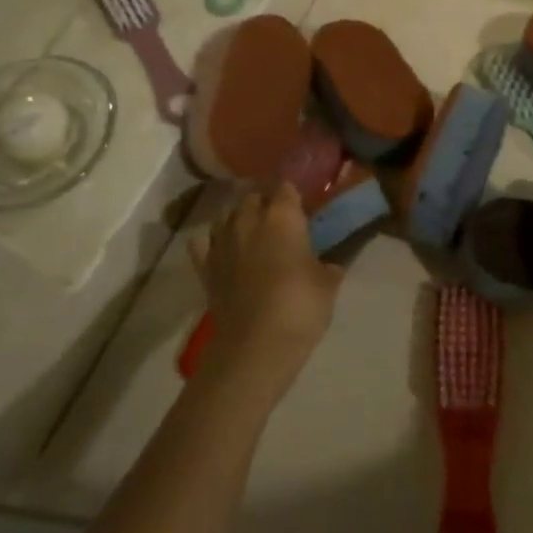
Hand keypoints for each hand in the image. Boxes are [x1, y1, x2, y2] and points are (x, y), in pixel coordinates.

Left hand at [188, 184, 342, 390]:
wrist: (254, 346)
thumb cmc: (299, 306)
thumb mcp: (328, 285)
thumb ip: (328, 267)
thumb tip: (329, 265)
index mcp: (282, 216)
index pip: (286, 187)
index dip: (294, 193)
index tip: (303, 203)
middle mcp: (248, 220)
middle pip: (253, 197)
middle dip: (265, 202)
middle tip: (281, 219)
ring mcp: (222, 243)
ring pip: (226, 215)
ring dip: (239, 218)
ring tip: (253, 232)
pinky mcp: (205, 268)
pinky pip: (203, 243)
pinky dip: (211, 242)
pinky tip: (222, 249)